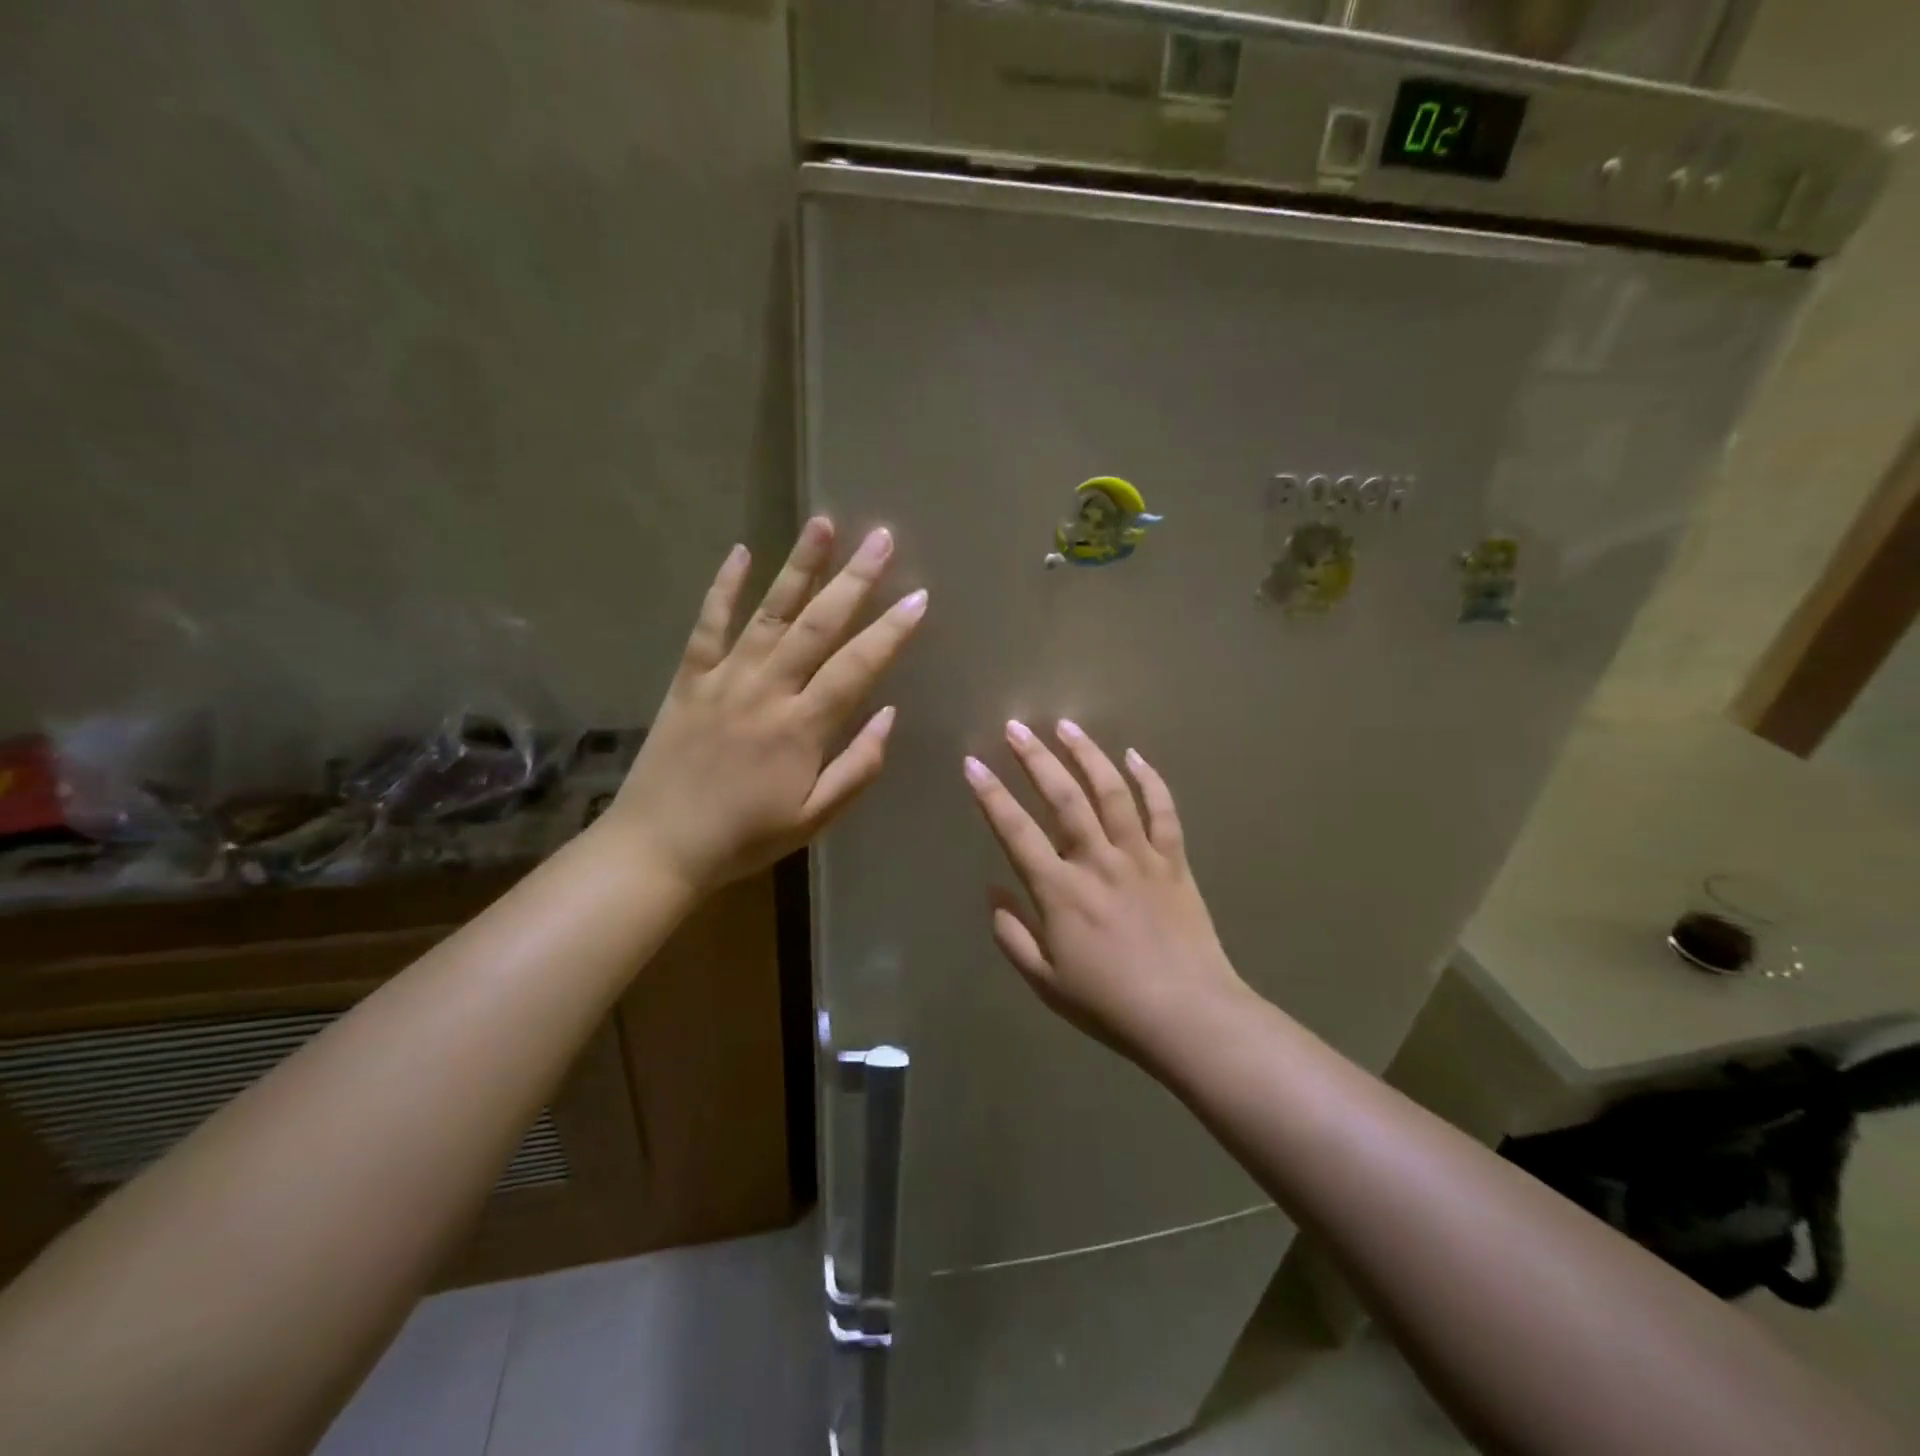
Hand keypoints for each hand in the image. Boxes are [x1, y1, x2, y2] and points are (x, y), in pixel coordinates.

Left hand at [609, 518, 926, 893]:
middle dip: (855, 580)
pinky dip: (723, 587)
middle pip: (818, 624)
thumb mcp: (815, 817)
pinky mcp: (688, 679)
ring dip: (799, 567)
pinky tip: (740, 551)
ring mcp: (724, 679)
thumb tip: (890, 715)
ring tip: (824, 523)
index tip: (919, 597)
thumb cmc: (746, 838)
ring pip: (769, 613)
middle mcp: (767, 691)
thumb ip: (858, 766)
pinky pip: (708, 625)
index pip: (857, 667)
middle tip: (883, 538)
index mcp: (802, 728)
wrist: (659, 847)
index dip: (891, 631)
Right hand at [963, 719, 1245, 1062]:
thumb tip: (993, 893)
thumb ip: (1013, 934)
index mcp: (1060, 891)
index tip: (972, 764)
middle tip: (1016, 728)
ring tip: (1067, 725)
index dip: (991, 795)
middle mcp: (1097, 861)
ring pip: (1112, 791)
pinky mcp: (1174, 861)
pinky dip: (1150, 780)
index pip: (1016, 831)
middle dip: (1036, 758)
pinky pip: (1163, 811)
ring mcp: (1140, 856)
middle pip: (1064, 797)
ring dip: (1088, 754)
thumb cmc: (1110, 1004)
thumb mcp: (1046, 981)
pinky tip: (1135, 756)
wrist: (1188, 1016)